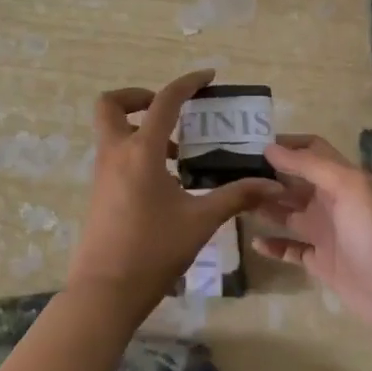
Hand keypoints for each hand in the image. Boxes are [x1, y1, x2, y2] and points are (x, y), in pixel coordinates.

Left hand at [67, 69, 281, 314]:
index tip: (208, 77)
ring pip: (112, 130)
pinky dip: (136, 152)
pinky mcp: (99, 192)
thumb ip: (236, 196)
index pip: (164, 101)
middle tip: (171, 113)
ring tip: (178, 152)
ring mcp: (102, 173)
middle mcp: (116, 153)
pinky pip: (115, 155)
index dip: (187, 83)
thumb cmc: (153, 251)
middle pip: (111, 104)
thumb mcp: (200, 221)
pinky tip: (166, 181)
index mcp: (141, 151)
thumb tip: (272, 184)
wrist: (104, 293)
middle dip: (138, 97)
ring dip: (141, 128)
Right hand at [252, 135, 371, 341]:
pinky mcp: (322, 263)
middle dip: (269, 175)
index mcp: (342, 178)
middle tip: (233, 174)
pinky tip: (254, 241)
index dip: (287, 144)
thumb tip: (271, 148)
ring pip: (289, 213)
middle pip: (295, 181)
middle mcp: (332, 201)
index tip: (253, 143)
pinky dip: (273, 245)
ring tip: (235, 202)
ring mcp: (326, 233)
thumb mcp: (347, 187)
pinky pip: (291, 249)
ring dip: (266, 207)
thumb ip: (310, 165)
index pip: (312, 150)